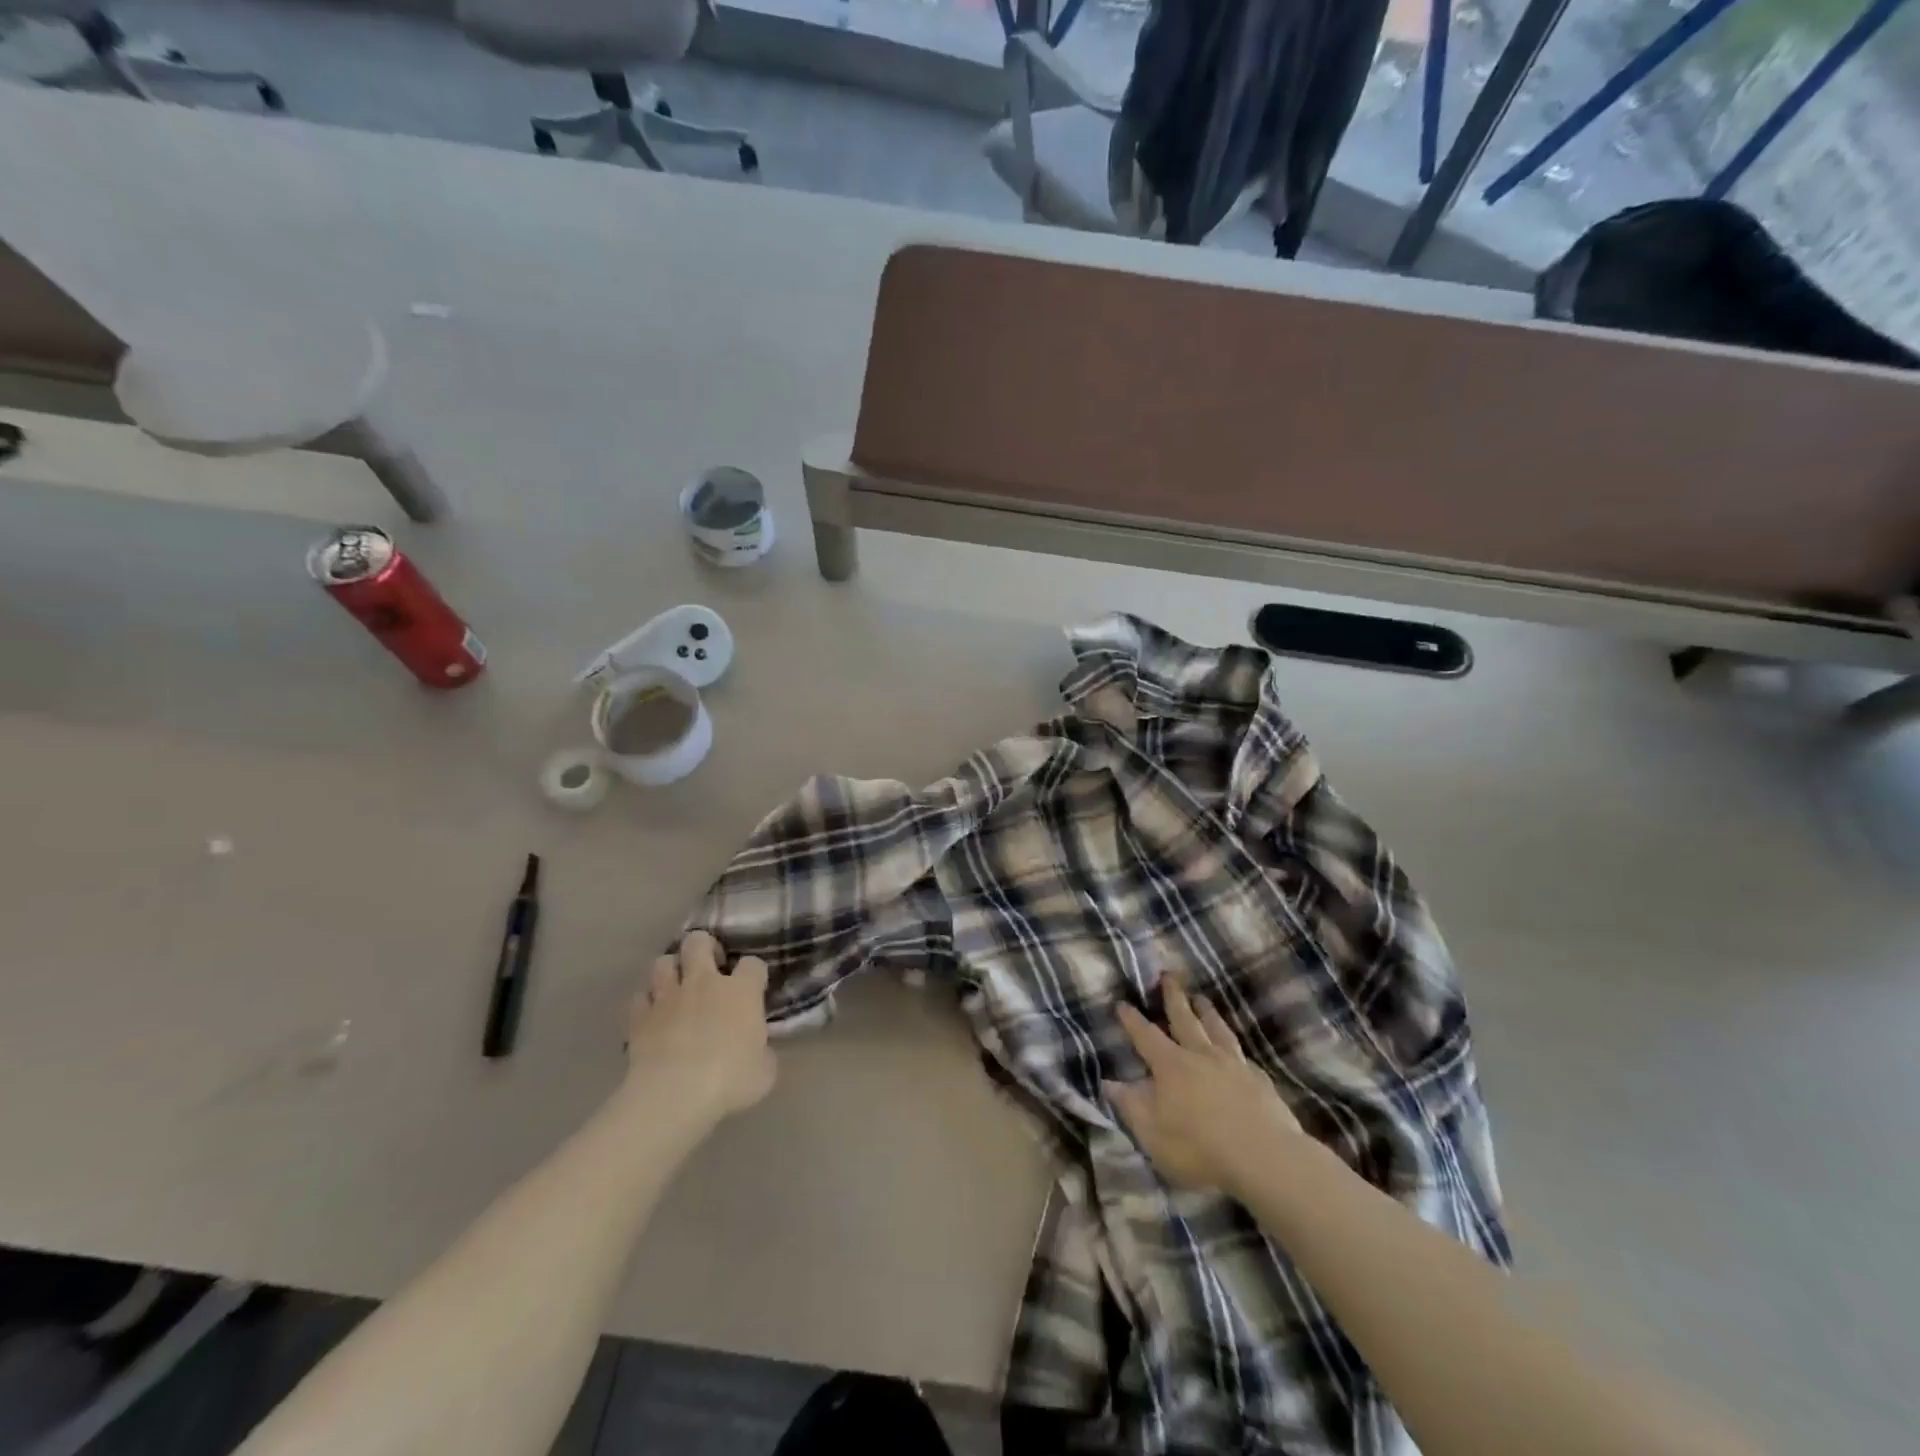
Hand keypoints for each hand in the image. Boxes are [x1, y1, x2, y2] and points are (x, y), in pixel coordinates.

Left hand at [625, 930, 775, 1119]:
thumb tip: (757, 1050)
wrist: (675, 1096)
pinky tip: (653, 1016)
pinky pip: (640, 997)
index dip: (754, 974)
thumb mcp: (764, 1070)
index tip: (754, 988)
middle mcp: (704, 983)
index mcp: (741, 991)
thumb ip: (762, 1051)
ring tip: (677, 988)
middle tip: (710, 968)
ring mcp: (668, 997)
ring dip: (671, 971)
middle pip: (699, 942)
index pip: (753, 964)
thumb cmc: (730, 1081)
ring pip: (663, 962)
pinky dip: (646, 1003)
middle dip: (704, 947)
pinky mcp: (639, 1018)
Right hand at [1105, 981, 1302, 1196]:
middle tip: (1168, 975)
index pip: (1146, 1036)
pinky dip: (1233, 1045)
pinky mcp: (1259, 1079)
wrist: (1266, 1158)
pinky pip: (1241, 1053)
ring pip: (1216, 1029)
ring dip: (1206, 1012)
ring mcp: (1233, 1064)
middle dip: (1173, 997)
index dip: (1132, 1020)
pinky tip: (1235, 1048)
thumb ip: (1130, 1106)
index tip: (1122, 1002)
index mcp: (1171, 1066)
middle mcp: (1201, 1055)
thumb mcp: (1153, 1134)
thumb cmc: (1200, 1148)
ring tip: (1201, 998)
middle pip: (1184, 1018)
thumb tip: (1109, 1083)